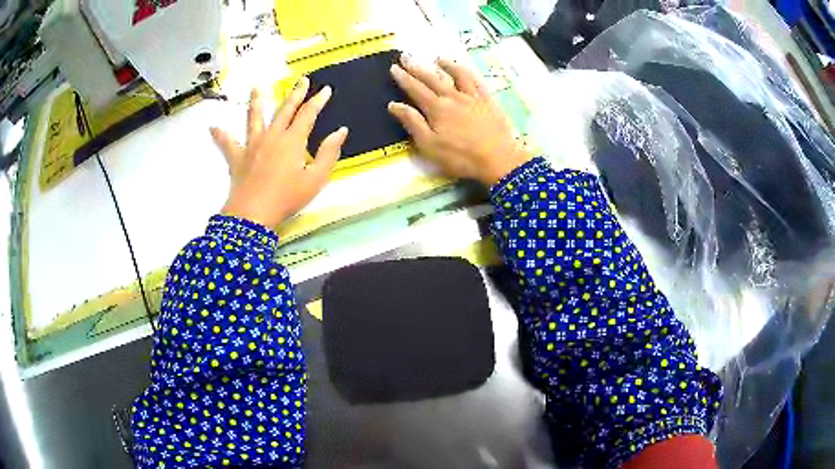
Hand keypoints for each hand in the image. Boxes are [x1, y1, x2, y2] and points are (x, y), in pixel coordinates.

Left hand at [210, 79, 347, 228]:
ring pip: (255, 118)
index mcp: (292, 141)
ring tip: (257, 87)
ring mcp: (252, 145)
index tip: (325, 89)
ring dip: (257, 101)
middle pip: (284, 110)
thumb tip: (340, 131)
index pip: (308, 114)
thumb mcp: (315, 179)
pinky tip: (212, 127)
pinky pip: (227, 144)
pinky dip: (220, 135)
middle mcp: (272, 136)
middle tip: (302, 80)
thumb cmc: (287, 198)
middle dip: (295, 94)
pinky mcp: (237, 158)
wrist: (253, 214)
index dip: (318, 100)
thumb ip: (328, 153)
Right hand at [388, 56, 530, 185]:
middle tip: (406, 56)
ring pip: (458, 75)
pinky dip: (469, 73)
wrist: (499, 159)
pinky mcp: (489, 101)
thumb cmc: (460, 157)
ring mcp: (473, 97)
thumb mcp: (429, 145)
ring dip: (446, 65)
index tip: (394, 67)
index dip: (404, 78)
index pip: (415, 89)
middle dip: (417, 67)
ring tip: (438, 58)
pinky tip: (466, 71)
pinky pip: (477, 81)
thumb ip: (412, 123)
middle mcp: (453, 97)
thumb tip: (394, 104)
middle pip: (433, 78)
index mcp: (437, 108)